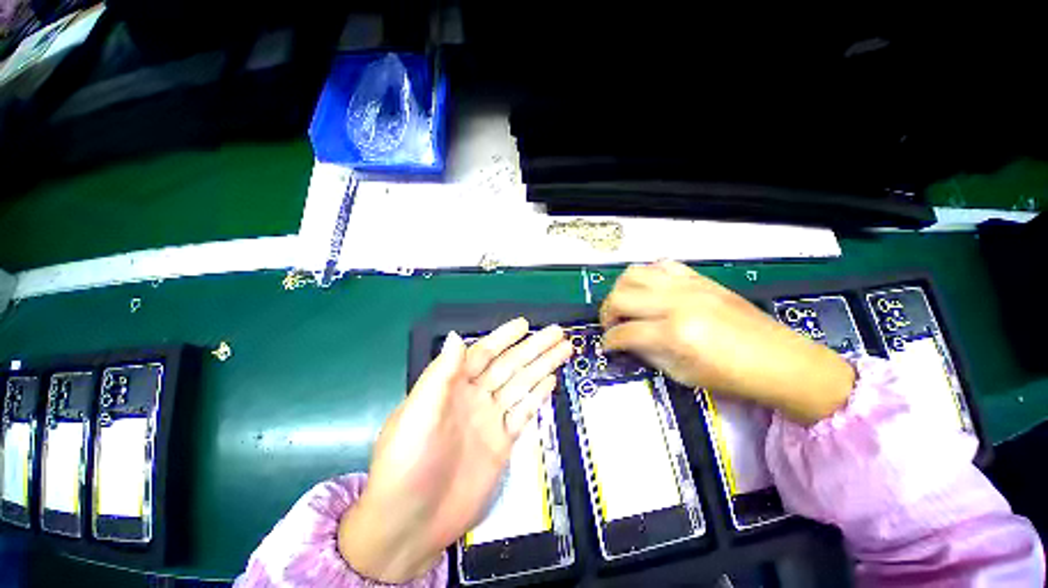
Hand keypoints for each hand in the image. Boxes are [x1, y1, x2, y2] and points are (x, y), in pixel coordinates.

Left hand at [338, 318, 572, 582]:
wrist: (411, 524)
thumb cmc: (407, 464)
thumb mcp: (418, 415)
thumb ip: (440, 375)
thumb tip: (455, 336)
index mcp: (453, 386)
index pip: (484, 353)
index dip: (504, 338)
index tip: (524, 324)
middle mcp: (475, 397)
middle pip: (510, 366)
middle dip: (534, 347)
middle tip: (557, 332)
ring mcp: (490, 419)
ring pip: (522, 385)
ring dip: (542, 366)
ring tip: (564, 349)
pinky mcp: (502, 443)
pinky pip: (524, 412)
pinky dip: (537, 396)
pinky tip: (551, 381)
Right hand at [600, 260, 854, 423]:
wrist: (781, 360)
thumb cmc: (732, 377)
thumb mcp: (681, 374)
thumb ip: (647, 353)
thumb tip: (624, 341)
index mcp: (674, 333)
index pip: (624, 332)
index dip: (609, 341)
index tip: (607, 346)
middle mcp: (676, 302)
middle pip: (621, 296)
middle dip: (607, 313)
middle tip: (611, 326)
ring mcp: (688, 285)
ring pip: (634, 273)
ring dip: (621, 290)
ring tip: (625, 305)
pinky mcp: (699, 278)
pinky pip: (661, 265)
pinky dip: (646, 276)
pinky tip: (649, 291)